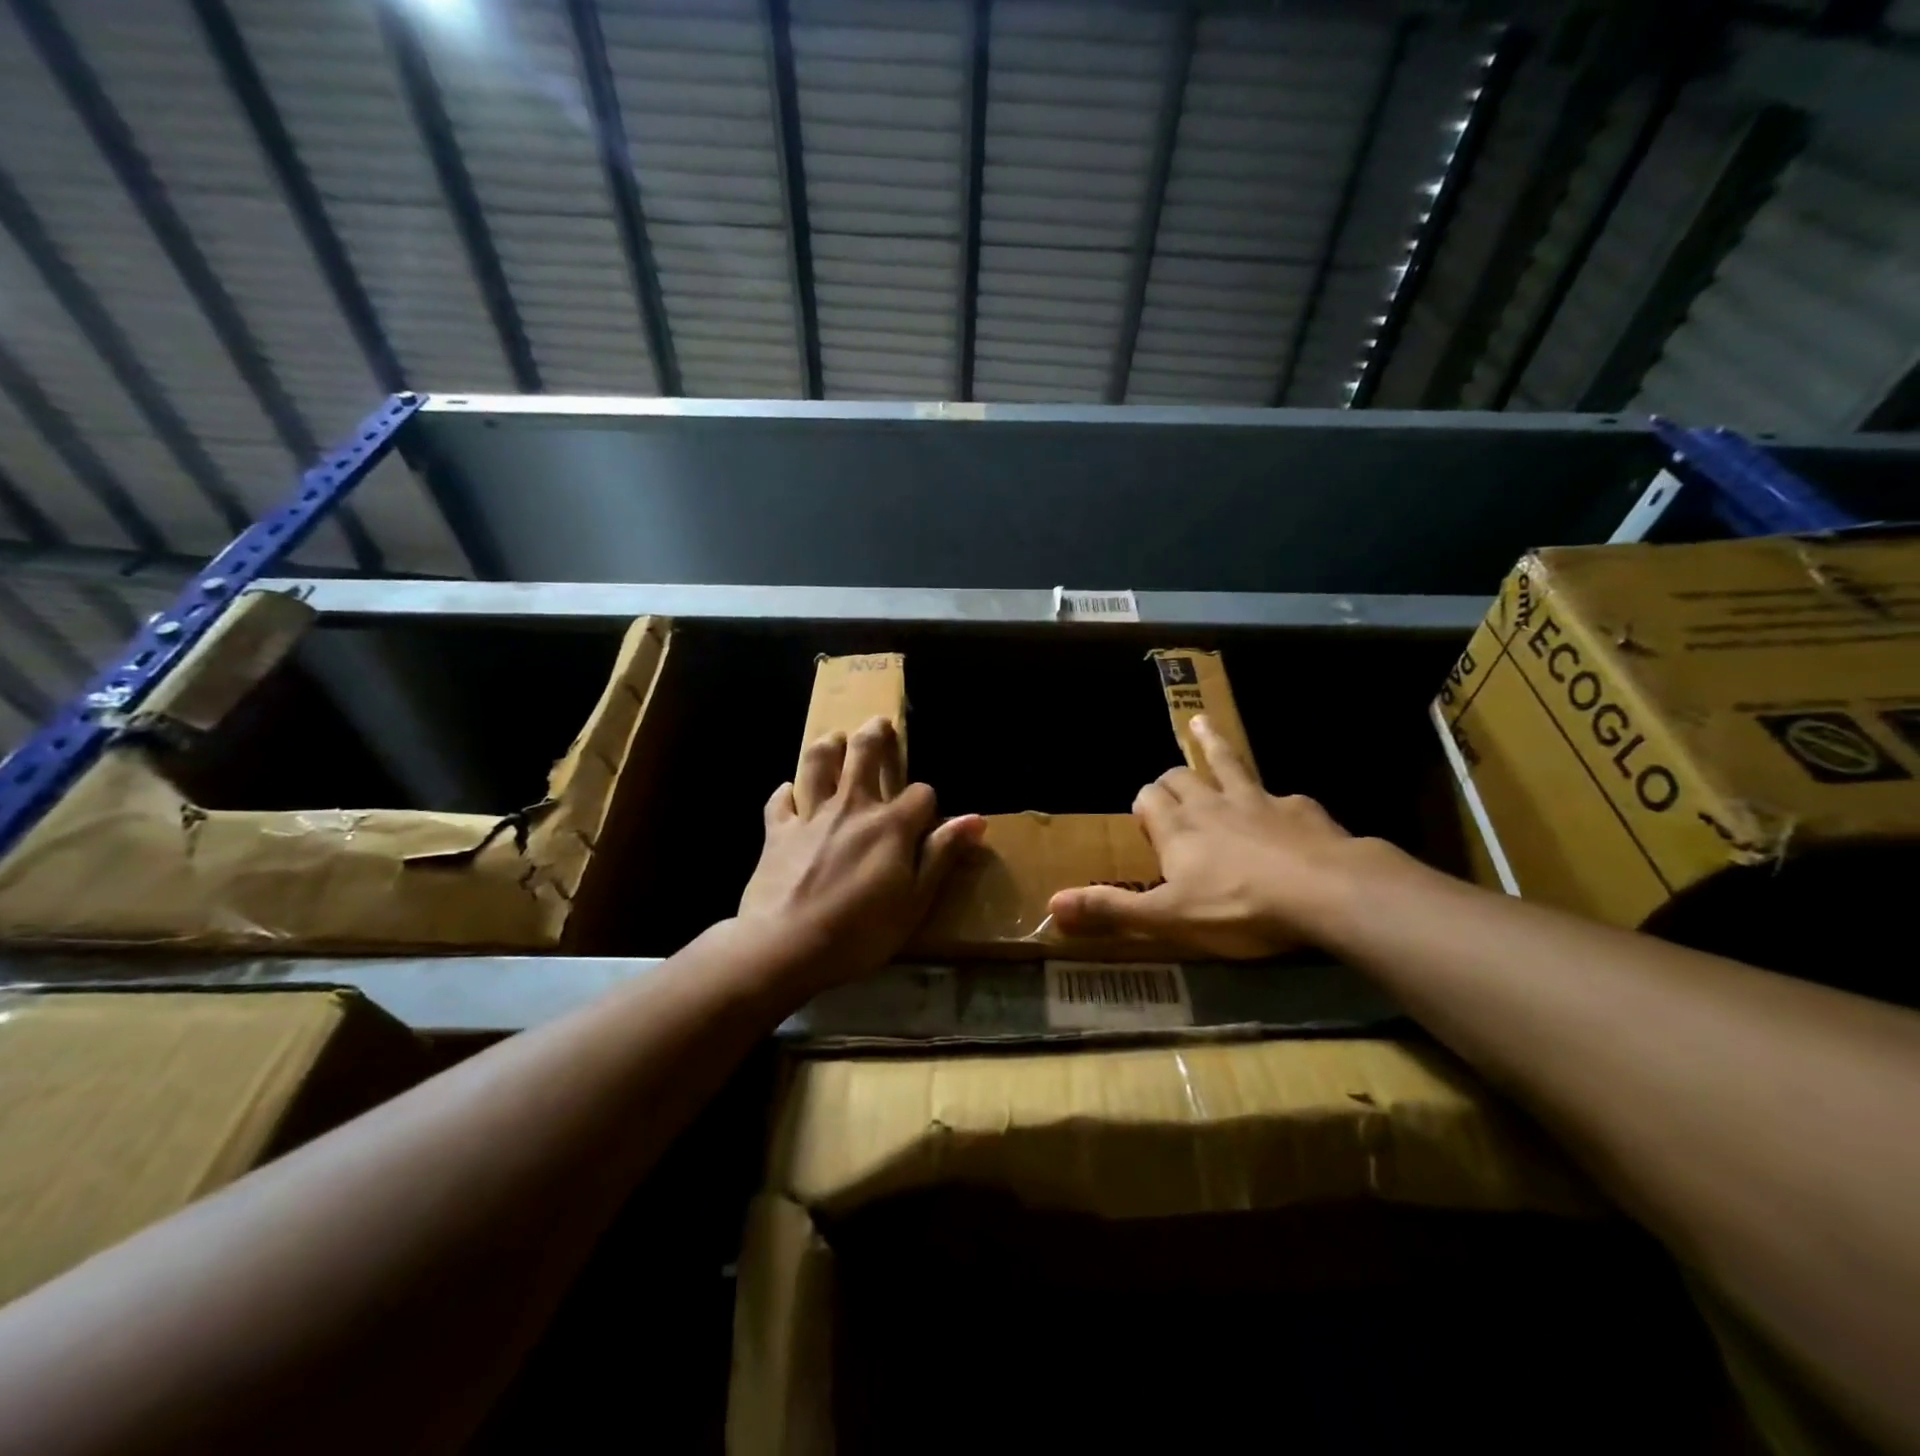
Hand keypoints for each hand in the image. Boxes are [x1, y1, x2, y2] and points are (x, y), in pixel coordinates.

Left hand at [737, 715, 983, 993]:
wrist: (785, 946)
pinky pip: (780, 800)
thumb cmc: (861, 930)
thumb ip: (942, 855)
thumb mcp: (916, 901)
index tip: (926, 816)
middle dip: (875, 735)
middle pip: (864, 753)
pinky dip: (786, 792)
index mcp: (891, 825)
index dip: (927, 800)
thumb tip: (976, 818)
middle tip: (879, 724)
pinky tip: (790, 791)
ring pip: (818, 763)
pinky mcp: (777, 831)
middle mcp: (852, 807)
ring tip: (835, 739)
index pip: (920, 793)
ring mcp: (811, 816)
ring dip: (828, 746)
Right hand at [1047, 715, 1358, 957]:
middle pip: (1181, 777)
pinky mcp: (1299, 808)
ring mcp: (1258, 800)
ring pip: (1227, 762)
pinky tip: (1285, 806)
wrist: (1323, 891)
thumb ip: (1112, 909)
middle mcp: (1212, 804)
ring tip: (1200, 722)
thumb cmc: (1237, 907)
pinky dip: (1274, 797)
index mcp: (1178, 828)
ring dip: (1212, 743)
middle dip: (1171, 780)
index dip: (1144, 804)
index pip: (1148, 798)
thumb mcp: (1168, 917)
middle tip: (1171, 789)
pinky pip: (1281, 794)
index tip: (1145, 816)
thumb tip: (1052, 905)